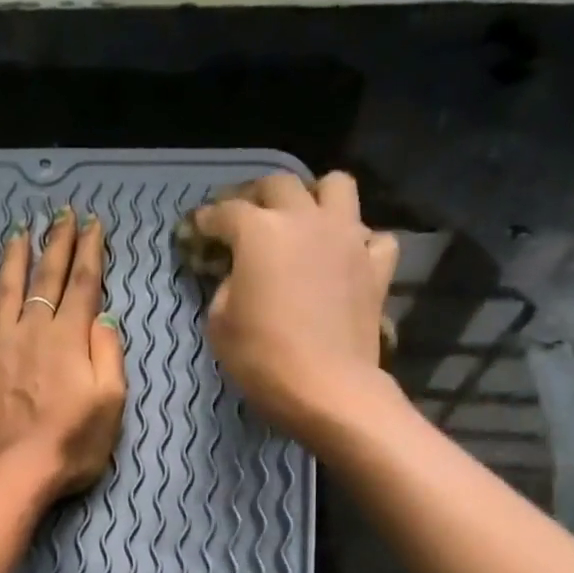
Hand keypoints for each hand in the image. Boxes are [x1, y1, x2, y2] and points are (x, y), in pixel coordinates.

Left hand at [0, 207, 125, 499]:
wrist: (13, 476)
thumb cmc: (70, 447)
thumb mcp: (111, 404)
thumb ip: (108, 353)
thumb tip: (102, 315)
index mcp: (68, 339)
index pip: (82, 284)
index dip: (90, 251)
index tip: (93, 223)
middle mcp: (30, 332)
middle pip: (46, 279)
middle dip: (56, 243)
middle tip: (61, 214)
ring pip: (5, 292)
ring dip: (14, 260)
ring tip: (19, 233)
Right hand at [190, 172, 400, 447]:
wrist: (328, 388)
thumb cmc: (262, 358)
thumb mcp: (220, 325)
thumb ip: (225, 288)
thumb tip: (237, 276)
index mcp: (260, 232)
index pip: (226, 212)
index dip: (207, 219)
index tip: (197, 229)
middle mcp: (306, 220)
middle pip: (280, 184)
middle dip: (257, 196)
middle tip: (245, 218)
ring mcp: (348, 238)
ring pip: (337, 186)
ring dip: (316, 196)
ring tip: (303, 220)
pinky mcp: (376, 265)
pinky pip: (372, 236)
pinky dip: (358, 242)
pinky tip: (345, 258)